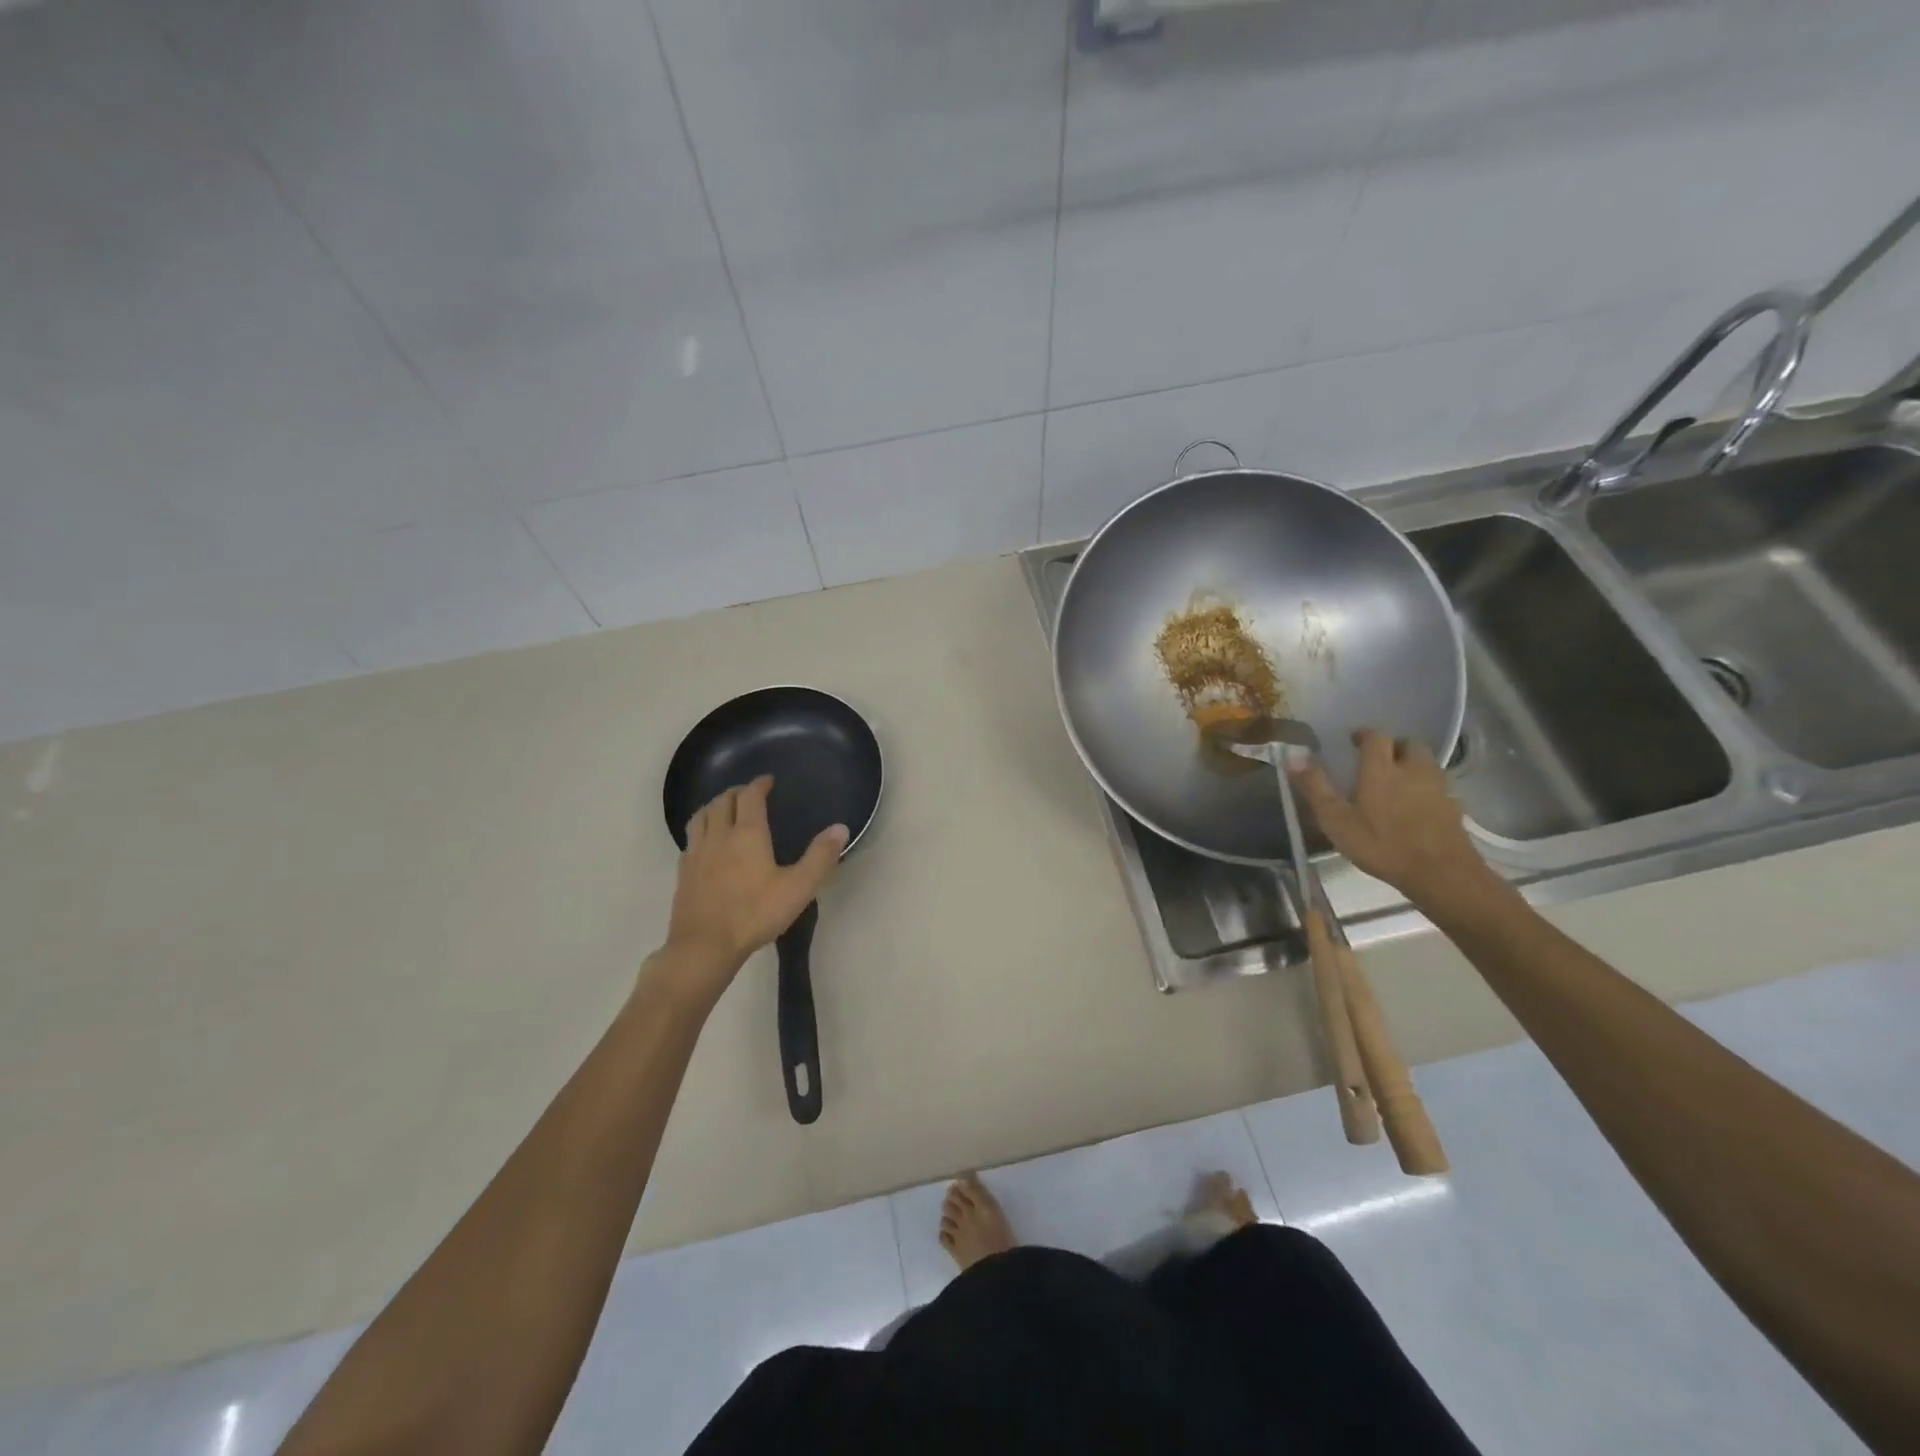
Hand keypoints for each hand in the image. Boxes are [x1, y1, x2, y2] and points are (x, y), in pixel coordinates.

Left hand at [656, 776, 846, 998]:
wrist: (704, 946)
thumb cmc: (755, 914)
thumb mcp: (798, 888)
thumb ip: (820, 857)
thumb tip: (840, 828)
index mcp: (747, 834)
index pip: (750, 797)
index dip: (759, 785)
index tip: (767, 781)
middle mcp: (719, 836)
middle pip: (722, 802)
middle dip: (736, 792)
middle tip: (748, 793)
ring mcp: (696, 854)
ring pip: (701, 816)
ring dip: (714, 806)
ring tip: (723, 808)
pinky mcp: (683, 872)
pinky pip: (690, 839)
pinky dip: (700, 830)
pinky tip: (706, 843)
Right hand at [1290, 728, 1493, 908]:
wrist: (1440, 873)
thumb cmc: (1381, 844)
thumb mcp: (1336, 820)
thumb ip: (1315, 787)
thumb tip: (1292, 756)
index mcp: (1381, 769)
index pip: (1376, 737)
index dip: (1364, 735)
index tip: (1353, 741)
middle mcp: (1412, 770)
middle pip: (1409, 744)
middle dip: (1394, 746)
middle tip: (1378, 760)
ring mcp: (1438, 788)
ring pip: (1426, 764)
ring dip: (1412, 765)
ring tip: (1397, 782)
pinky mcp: (1454, 808)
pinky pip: (1438, 788)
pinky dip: (1426, 790)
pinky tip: (1416, 808)